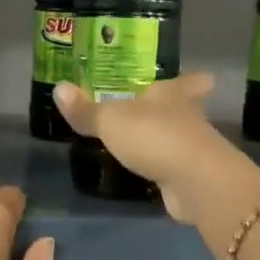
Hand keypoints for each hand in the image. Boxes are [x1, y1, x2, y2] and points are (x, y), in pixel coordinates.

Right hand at [52, 74, 239, 222]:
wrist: (194, 181)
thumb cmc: (154, 136)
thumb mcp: (111, 121)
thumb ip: (86, 110)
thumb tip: (59, 88)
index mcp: (171, 95)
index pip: (184, 82)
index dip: (189, 81)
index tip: (200, 78)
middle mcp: (187, 117)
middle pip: (187, 109)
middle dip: (179, 109)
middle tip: (164, 111)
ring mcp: (193, 149)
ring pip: (181, 138)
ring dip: (169, 139)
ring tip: (150, 141)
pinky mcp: (191, 177)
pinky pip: (174, 166)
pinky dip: (165, 167)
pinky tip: (152, 171)